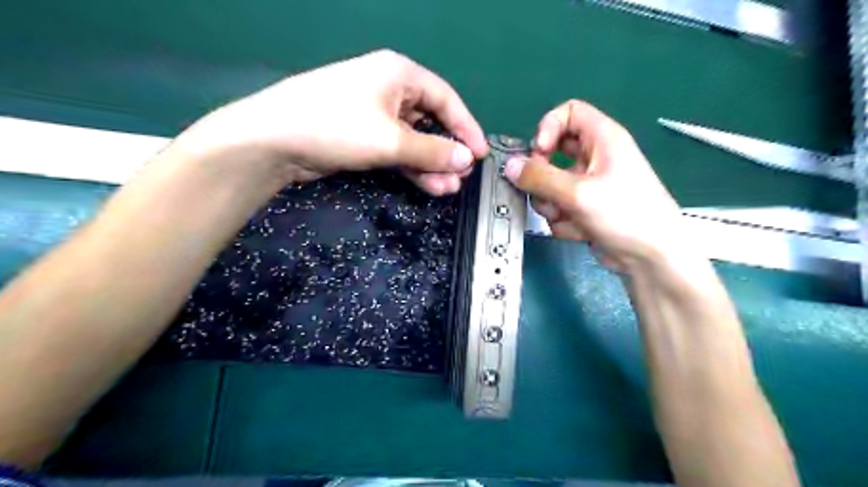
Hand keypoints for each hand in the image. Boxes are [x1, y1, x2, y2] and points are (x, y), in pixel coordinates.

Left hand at [168, 49, 487, 193]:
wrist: (273, 141)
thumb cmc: (337, 127)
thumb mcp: (391, 140)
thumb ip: (433, 151)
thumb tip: (467, 160)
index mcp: (399, 74)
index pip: (446, 100)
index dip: (467, 128)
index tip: (481, 154)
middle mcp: (389, 89)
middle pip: (431, 121)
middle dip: (447, 152)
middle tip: (461, 177)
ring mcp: (374, 114)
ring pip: (414, 140)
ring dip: (431, 165)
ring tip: (447, 189)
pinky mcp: (362, 136)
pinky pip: (396, 150)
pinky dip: (411, 167)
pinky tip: (428, 186)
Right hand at [503, 100, 684, 272]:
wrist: (650, 258)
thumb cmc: (624, 214)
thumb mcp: (578, 193)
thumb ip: (539, 178)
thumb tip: (509, 166)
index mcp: (602, 139)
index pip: (568, 112)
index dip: (548, 128)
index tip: (538, 152)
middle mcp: (594, 158)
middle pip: (552, 153)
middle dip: (542, 177)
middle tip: (543, 190)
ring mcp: (588, 186)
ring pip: (550, 185)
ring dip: (551, 204)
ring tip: (566, 216)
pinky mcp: (584, 209)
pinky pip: (559, 207)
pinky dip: (563, 220)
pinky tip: (579, 231)